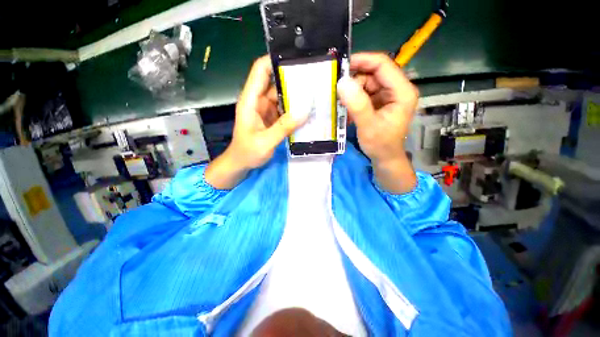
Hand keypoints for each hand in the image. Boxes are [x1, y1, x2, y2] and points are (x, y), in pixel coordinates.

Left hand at [205, 56, 307, 188]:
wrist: (241, 163)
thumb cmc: (247, 152)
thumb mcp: (265, 142)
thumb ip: (283, 127)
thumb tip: (304, 111)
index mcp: (251, 101)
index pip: (260, 71)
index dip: (274, 60)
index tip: (296, 59)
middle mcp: (258, 101)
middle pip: (275, 81)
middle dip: (292, 78)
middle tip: (314, 78)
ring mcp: (266, 110)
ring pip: (282, 95)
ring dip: (296, 95)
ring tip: (315, 93)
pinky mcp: (272, 118)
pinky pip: (285, 109)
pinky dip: (295, 109)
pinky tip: (308, 110)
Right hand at [337, 53, 418, 193]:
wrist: (385, 158)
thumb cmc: (380, 144)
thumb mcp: (368, 125)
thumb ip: (357, 104)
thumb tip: (342, 81)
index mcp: (402, 91)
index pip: (383, 65)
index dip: (362, 61)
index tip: (342, 65)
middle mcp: (397, 89)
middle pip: (373, 73)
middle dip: (354, 80)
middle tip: (337, 88)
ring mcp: (388, 96)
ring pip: (367, 83)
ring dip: (352, 91)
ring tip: (341, 103)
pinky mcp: (380, 102)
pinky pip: (364, 93)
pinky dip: (354, 98)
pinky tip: (347, 108)